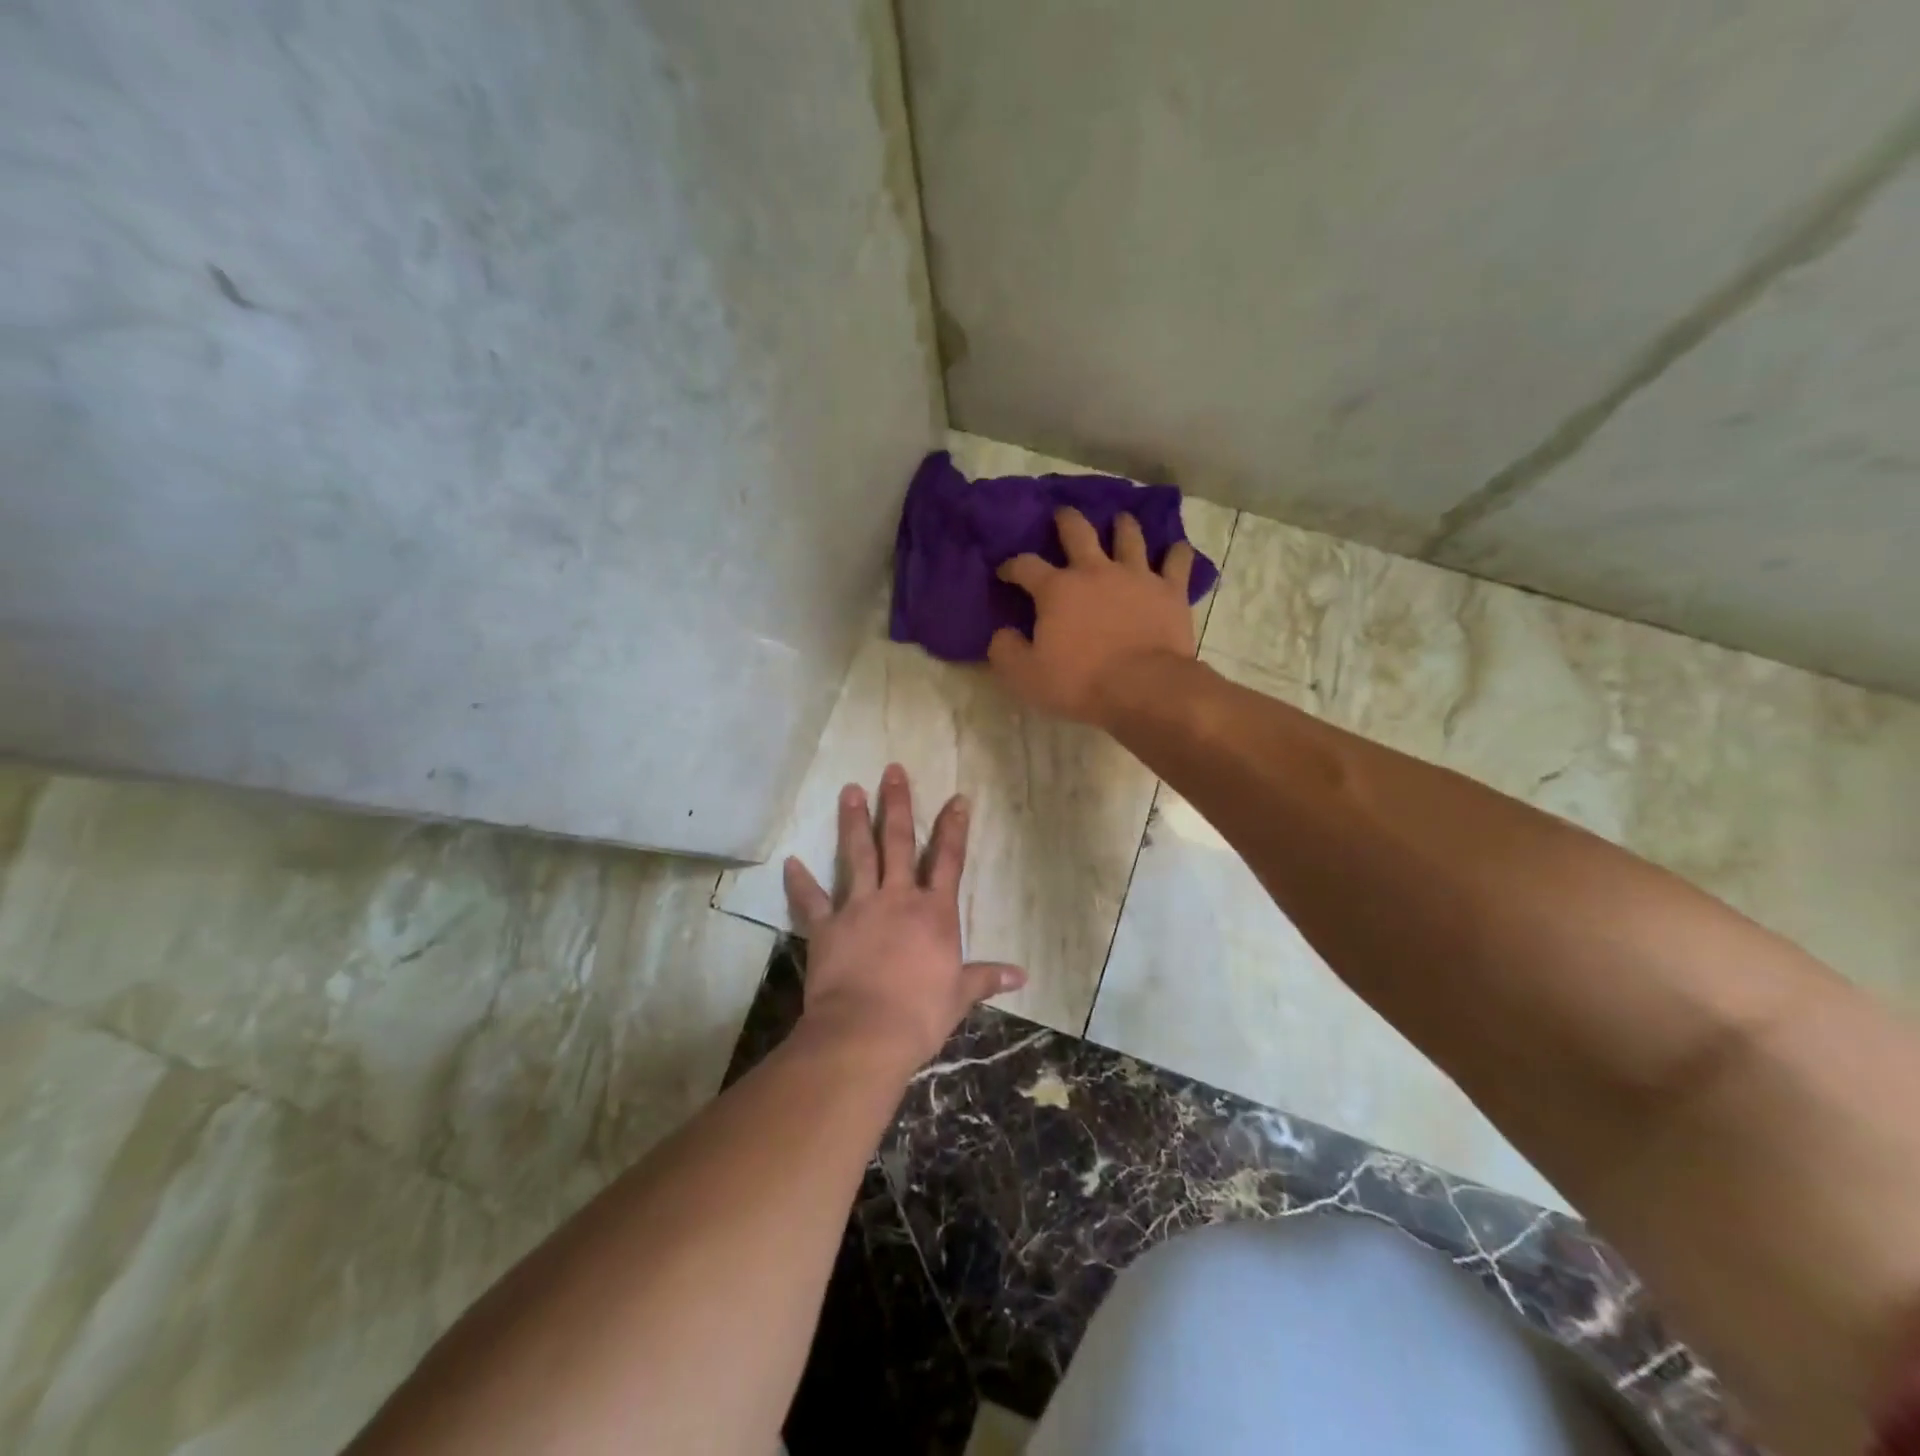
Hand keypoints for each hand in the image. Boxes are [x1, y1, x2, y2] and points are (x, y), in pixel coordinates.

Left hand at [783, 764, 1027, 1071]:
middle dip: (897, 804)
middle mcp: (898, 898)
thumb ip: (986, 978)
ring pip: (858, 855)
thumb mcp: (959, 996)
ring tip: (850, 790)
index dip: (954, 828)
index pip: (948, 860)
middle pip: (898, 842)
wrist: (866, 1032)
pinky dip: (800, 881)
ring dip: (853, 821)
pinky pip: (811, 899)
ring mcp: (860, 908)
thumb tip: (1022, 977)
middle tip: (893, 771)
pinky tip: (790, 862)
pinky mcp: (827, 926)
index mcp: (934, 913)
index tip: (957, 798)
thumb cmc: (920, 1014)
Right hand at [987, 507, 1198, 727]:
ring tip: (1121, 520)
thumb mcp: (1026, 675)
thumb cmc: (1079, 682)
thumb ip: (1006, 651)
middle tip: (1063, 514)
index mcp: (1057, 589)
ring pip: (1129, 537)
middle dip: (1066, 520)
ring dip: (1123, 525)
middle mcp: (1095, 571)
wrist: (1142, 688)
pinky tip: (1177, 548)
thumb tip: (1001, 633)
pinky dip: (1177, 553)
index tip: (1006, 572)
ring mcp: (1136, 576)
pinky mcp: (1170, 590)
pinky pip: (1177, 562)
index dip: (1012, 566)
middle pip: (1078, 532)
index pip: (1025, 566)